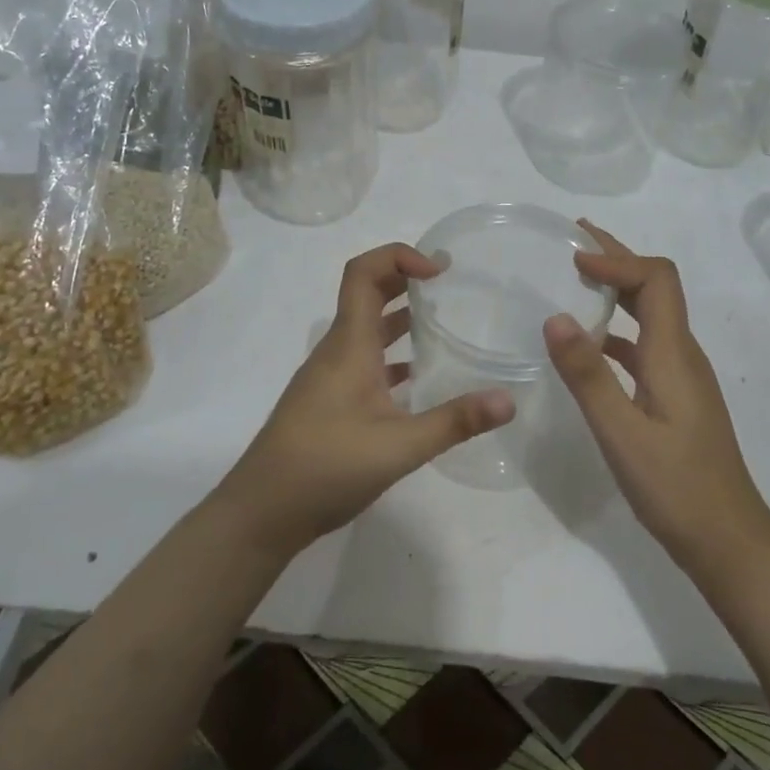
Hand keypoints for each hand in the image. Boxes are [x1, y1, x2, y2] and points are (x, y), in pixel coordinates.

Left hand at [215, 242, 514, 558]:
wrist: (260, 512)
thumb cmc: (325, 467)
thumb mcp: (399, 447)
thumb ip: (455, 422)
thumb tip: (509, 399)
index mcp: (349, 344)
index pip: (364, 272)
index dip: (399, 256)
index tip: (439, 271)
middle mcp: (337, 350)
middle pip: (367, 293)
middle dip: (405, 279)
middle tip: (449, 284)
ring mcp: (330, 376)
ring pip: (367, 329)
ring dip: (400, 317)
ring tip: (443, 323)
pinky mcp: (329, 401)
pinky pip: (364, 361)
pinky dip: (392, 356)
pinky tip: (419, 378)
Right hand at [544, 221, 769, 573]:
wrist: (729, 542)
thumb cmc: (676, 488)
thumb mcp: (622, 433)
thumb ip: (588, 375)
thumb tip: (555, 316)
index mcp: (673, 353)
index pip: (656, 278)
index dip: (616, 259)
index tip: (573, 259)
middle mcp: (682, 353)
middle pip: (655, 287)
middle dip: (616, 258)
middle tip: (573, 240)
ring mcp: (682, 375)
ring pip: (650, 314)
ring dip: (617, 289)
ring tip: (575, 280)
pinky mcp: (676, 396)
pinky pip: (645, 344)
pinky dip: (617, 329)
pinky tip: (590, 344)